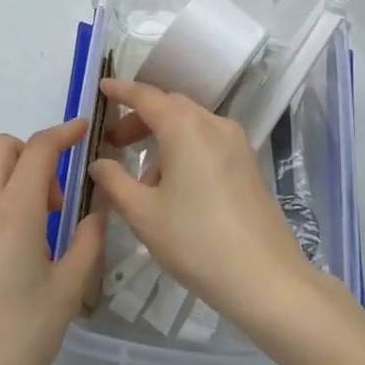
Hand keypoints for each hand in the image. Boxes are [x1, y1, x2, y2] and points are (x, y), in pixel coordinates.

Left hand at [0, 121, 105, 364]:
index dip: (63, 132)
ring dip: (12, 194)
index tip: (81, 130)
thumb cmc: (17, 339)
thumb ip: (87, 244)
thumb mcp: (67, 293)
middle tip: (54, 201)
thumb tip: (95, 216)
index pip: (39, 148)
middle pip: (1, 150)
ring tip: (31, 250)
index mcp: (14, 211)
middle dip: (32, 155)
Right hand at [86, 78, 309, 329]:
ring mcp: (236, 143)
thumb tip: (100, 163)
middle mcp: (213, 124)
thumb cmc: (196, 241)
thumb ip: (115, 182)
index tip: (102, 87)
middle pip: (171, 107)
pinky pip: (208, 141)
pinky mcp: (248, 163)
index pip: (147, 96)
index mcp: (185, 127)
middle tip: (115, 142)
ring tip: (143, 180)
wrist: (265, 277)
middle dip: (141, 118)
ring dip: (163, 137)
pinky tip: (175, 188)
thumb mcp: (144, 214)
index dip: (122, 90)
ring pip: (191, 125)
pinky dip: (185, 149)